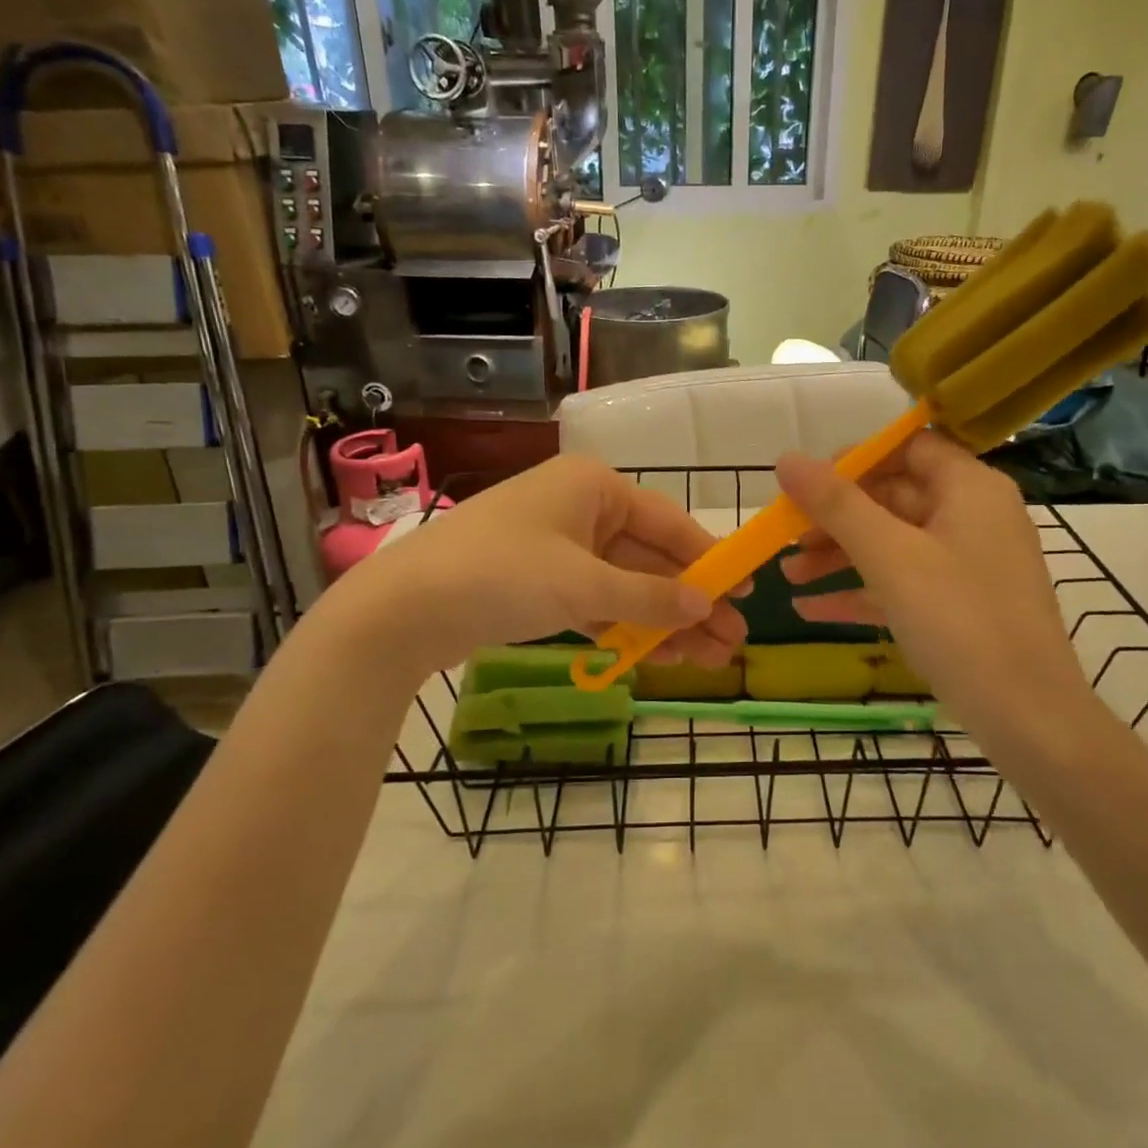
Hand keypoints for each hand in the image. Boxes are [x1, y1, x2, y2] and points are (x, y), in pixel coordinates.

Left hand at [337, 454, 747, 673]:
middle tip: (731, 641)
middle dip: (689, 601)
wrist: (402, 609)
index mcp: (594, 487)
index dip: (709, 559)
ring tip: (703, 660)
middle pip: (650, 557)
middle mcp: (580, 508)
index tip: (745, 591)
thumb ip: (649, 595)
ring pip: (625, 584)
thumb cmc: (502, 574)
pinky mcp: (539, 583)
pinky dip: (623, 626)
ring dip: (661, 620)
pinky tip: (655, 655)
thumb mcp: (583, 584)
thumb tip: (707, 604)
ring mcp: (558, 547)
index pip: (668, 523)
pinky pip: (596, 601)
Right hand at [775, 432, 1094, 734]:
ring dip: (839, 556)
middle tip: (785, 537)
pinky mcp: (961, 604)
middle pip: (893, 496)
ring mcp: (968, 563)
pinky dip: (861, 590)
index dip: (854, 459)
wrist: (1029, 719)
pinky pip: (902, 582)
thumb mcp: (890, 557)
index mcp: (969, 488)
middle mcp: (973, 515)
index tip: (806, 483)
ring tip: (787, 576)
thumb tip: (787, 459)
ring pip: (892, 542)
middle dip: (834, 517)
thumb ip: (837, 504)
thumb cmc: (960, 622)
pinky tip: (810, 609)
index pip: (907, 446)